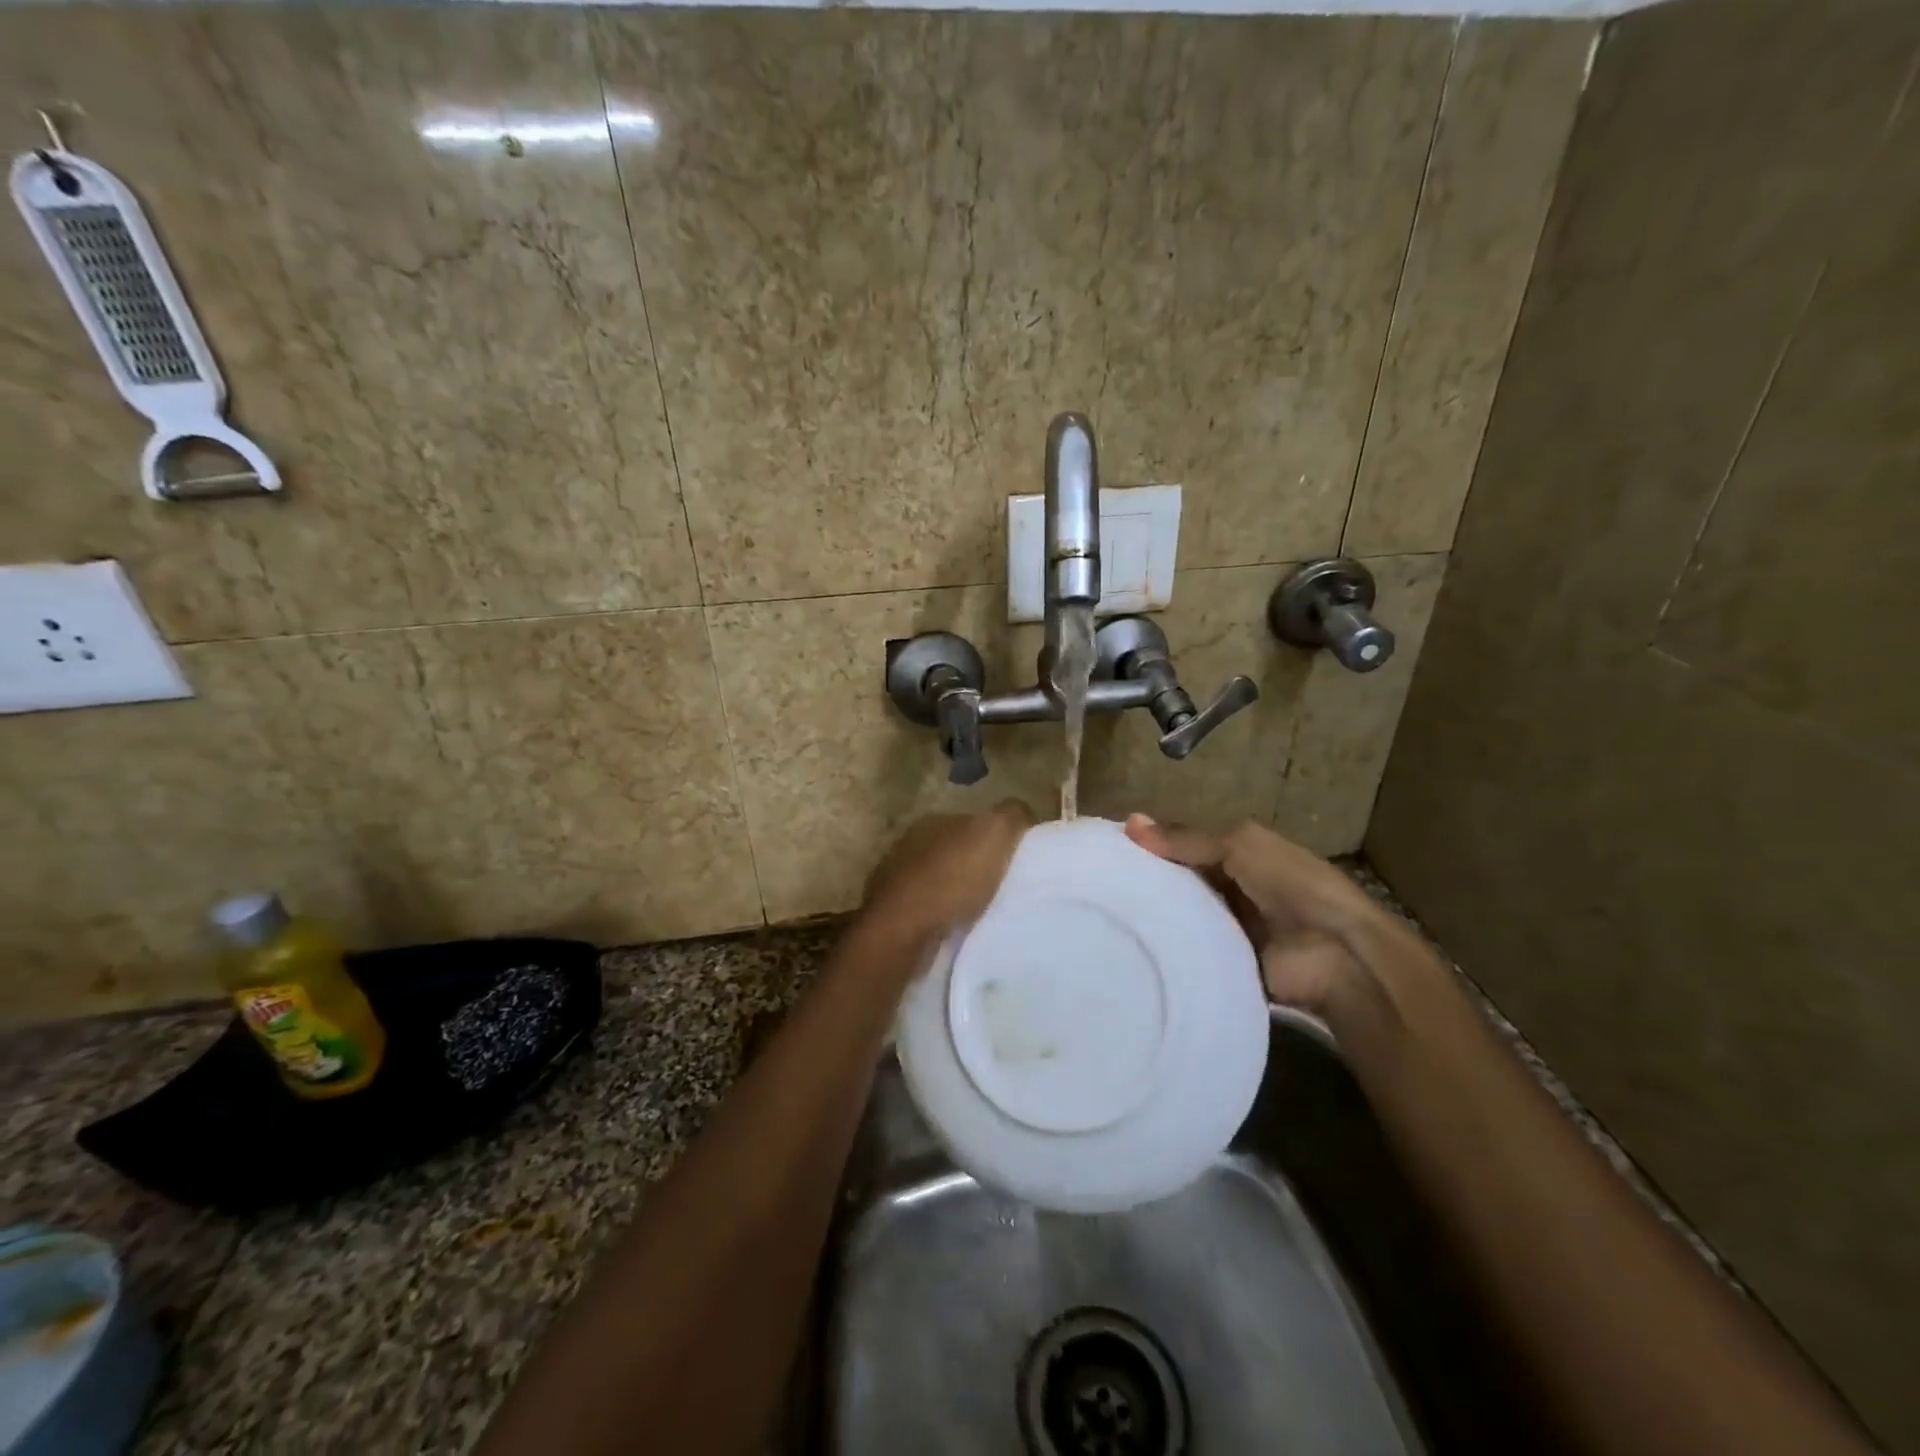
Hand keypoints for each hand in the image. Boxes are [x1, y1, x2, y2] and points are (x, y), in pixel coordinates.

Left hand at [859, 801, 1034, 952]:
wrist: (901, 932)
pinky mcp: (890, 914)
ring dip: (955, 892)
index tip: (1014, 859)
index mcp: (933, 821)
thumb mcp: (994, 834)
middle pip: (953, 851)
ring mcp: (894, 879)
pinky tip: (955, 929)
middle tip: (1001, 887)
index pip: (971, 821)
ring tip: (981, 912)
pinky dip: (940, 916)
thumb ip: (1011, 817)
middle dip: (974, 865)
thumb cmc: (950, 880)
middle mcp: (909, 844)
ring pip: (937, 881)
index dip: (994, 838)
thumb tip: (1022, 813)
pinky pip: (925, 909)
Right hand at [1124, 814, 1383, 1014]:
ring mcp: (1226, 928)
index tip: (1107, 849)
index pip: (1184, 846)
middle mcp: (1229, 888)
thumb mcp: (1239, 846)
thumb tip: (1129, 822)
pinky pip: (1187, 952)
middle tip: (1097, 884)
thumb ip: (1186, 839)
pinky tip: (1127, 946)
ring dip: (1153, 916)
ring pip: (1179, 916)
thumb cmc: (1292, 884)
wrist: (1335, 954)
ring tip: (1102, 915)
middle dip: (1147, 881)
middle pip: (1179, 882)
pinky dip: (1166, 948)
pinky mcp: (1222, 963)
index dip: (1152, 846)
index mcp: (1238, 854)